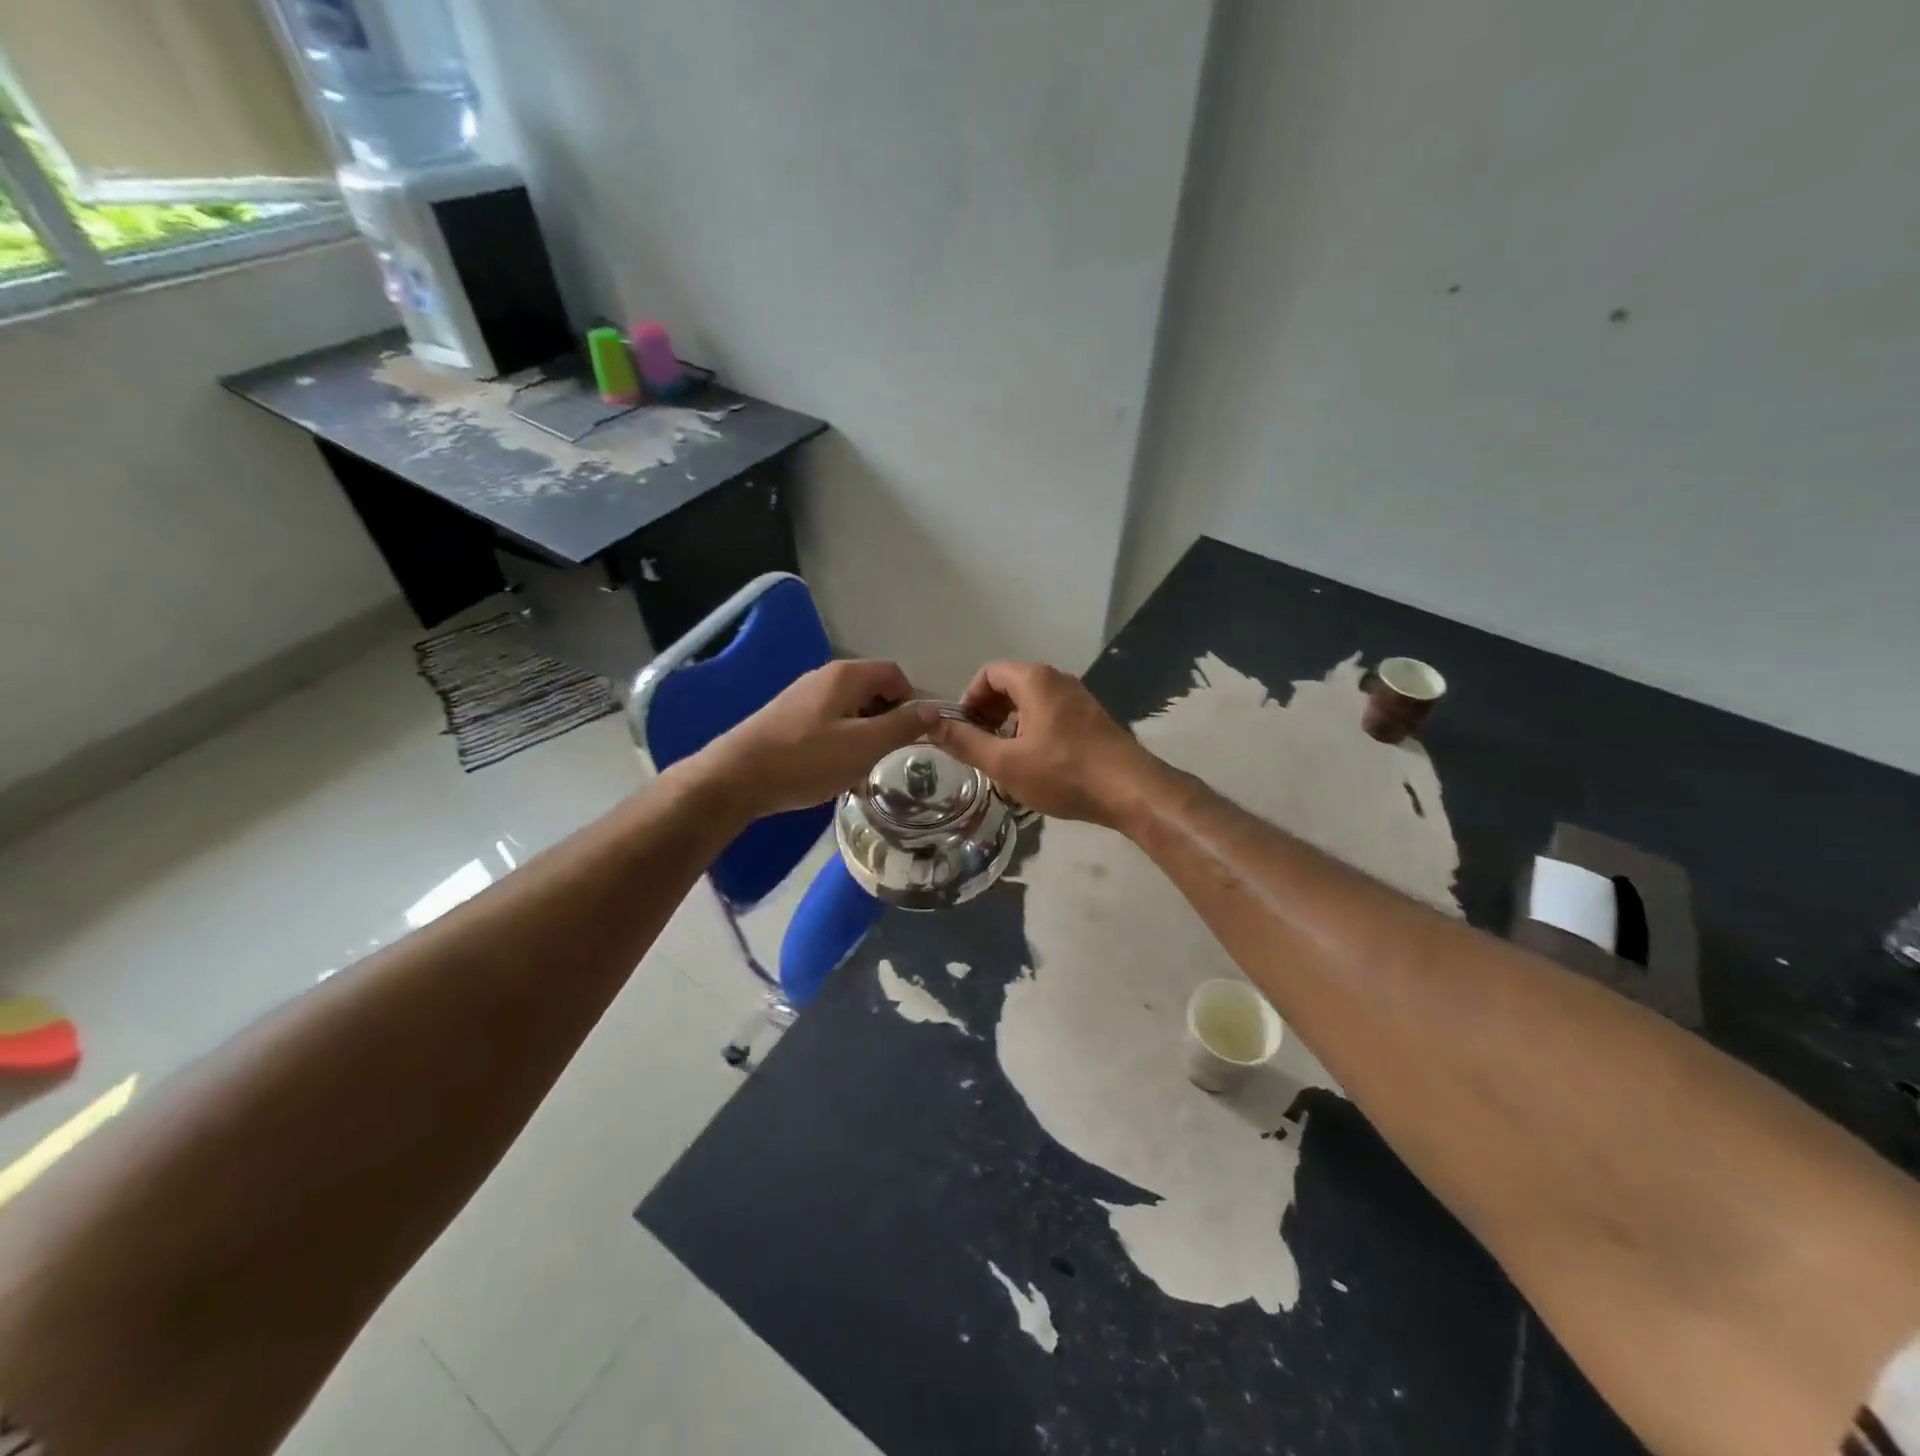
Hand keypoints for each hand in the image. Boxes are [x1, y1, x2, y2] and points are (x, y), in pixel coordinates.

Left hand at [703, 660, 939, 818]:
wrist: (737, 778)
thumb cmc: (806, 759)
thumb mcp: (864, 745)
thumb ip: (903, 726)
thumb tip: (934, 710)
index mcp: (846, 676)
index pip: (895, 674)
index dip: (912, 701)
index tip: (914, 735)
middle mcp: (825, 677)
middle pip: (873, 690)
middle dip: (889, 720)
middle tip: (890, 755)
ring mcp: (803, 697)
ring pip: (851, 710)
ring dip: (866, 734)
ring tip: (864, 767)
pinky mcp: (788, 718)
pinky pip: (830, 723)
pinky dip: (842, 741)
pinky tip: (835, 770)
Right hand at [927, 662, 1158, 827]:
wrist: (1130, 790)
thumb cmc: (1063, 773)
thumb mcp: (1005, 762)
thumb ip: (965, 742)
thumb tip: (929, 723)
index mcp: (1034, 680)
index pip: (988, 674)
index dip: (969, 700)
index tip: (964, 731)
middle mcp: (1057, 679)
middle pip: (1009, 684)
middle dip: (988, 713)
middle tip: (981, 746)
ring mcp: (1078, 697)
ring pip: (1030, 701)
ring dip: (1010, 724)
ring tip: (1005, 758)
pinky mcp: (1091, 717)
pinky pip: (1050, 712)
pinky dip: (1032, 729)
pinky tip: (1035, 763)